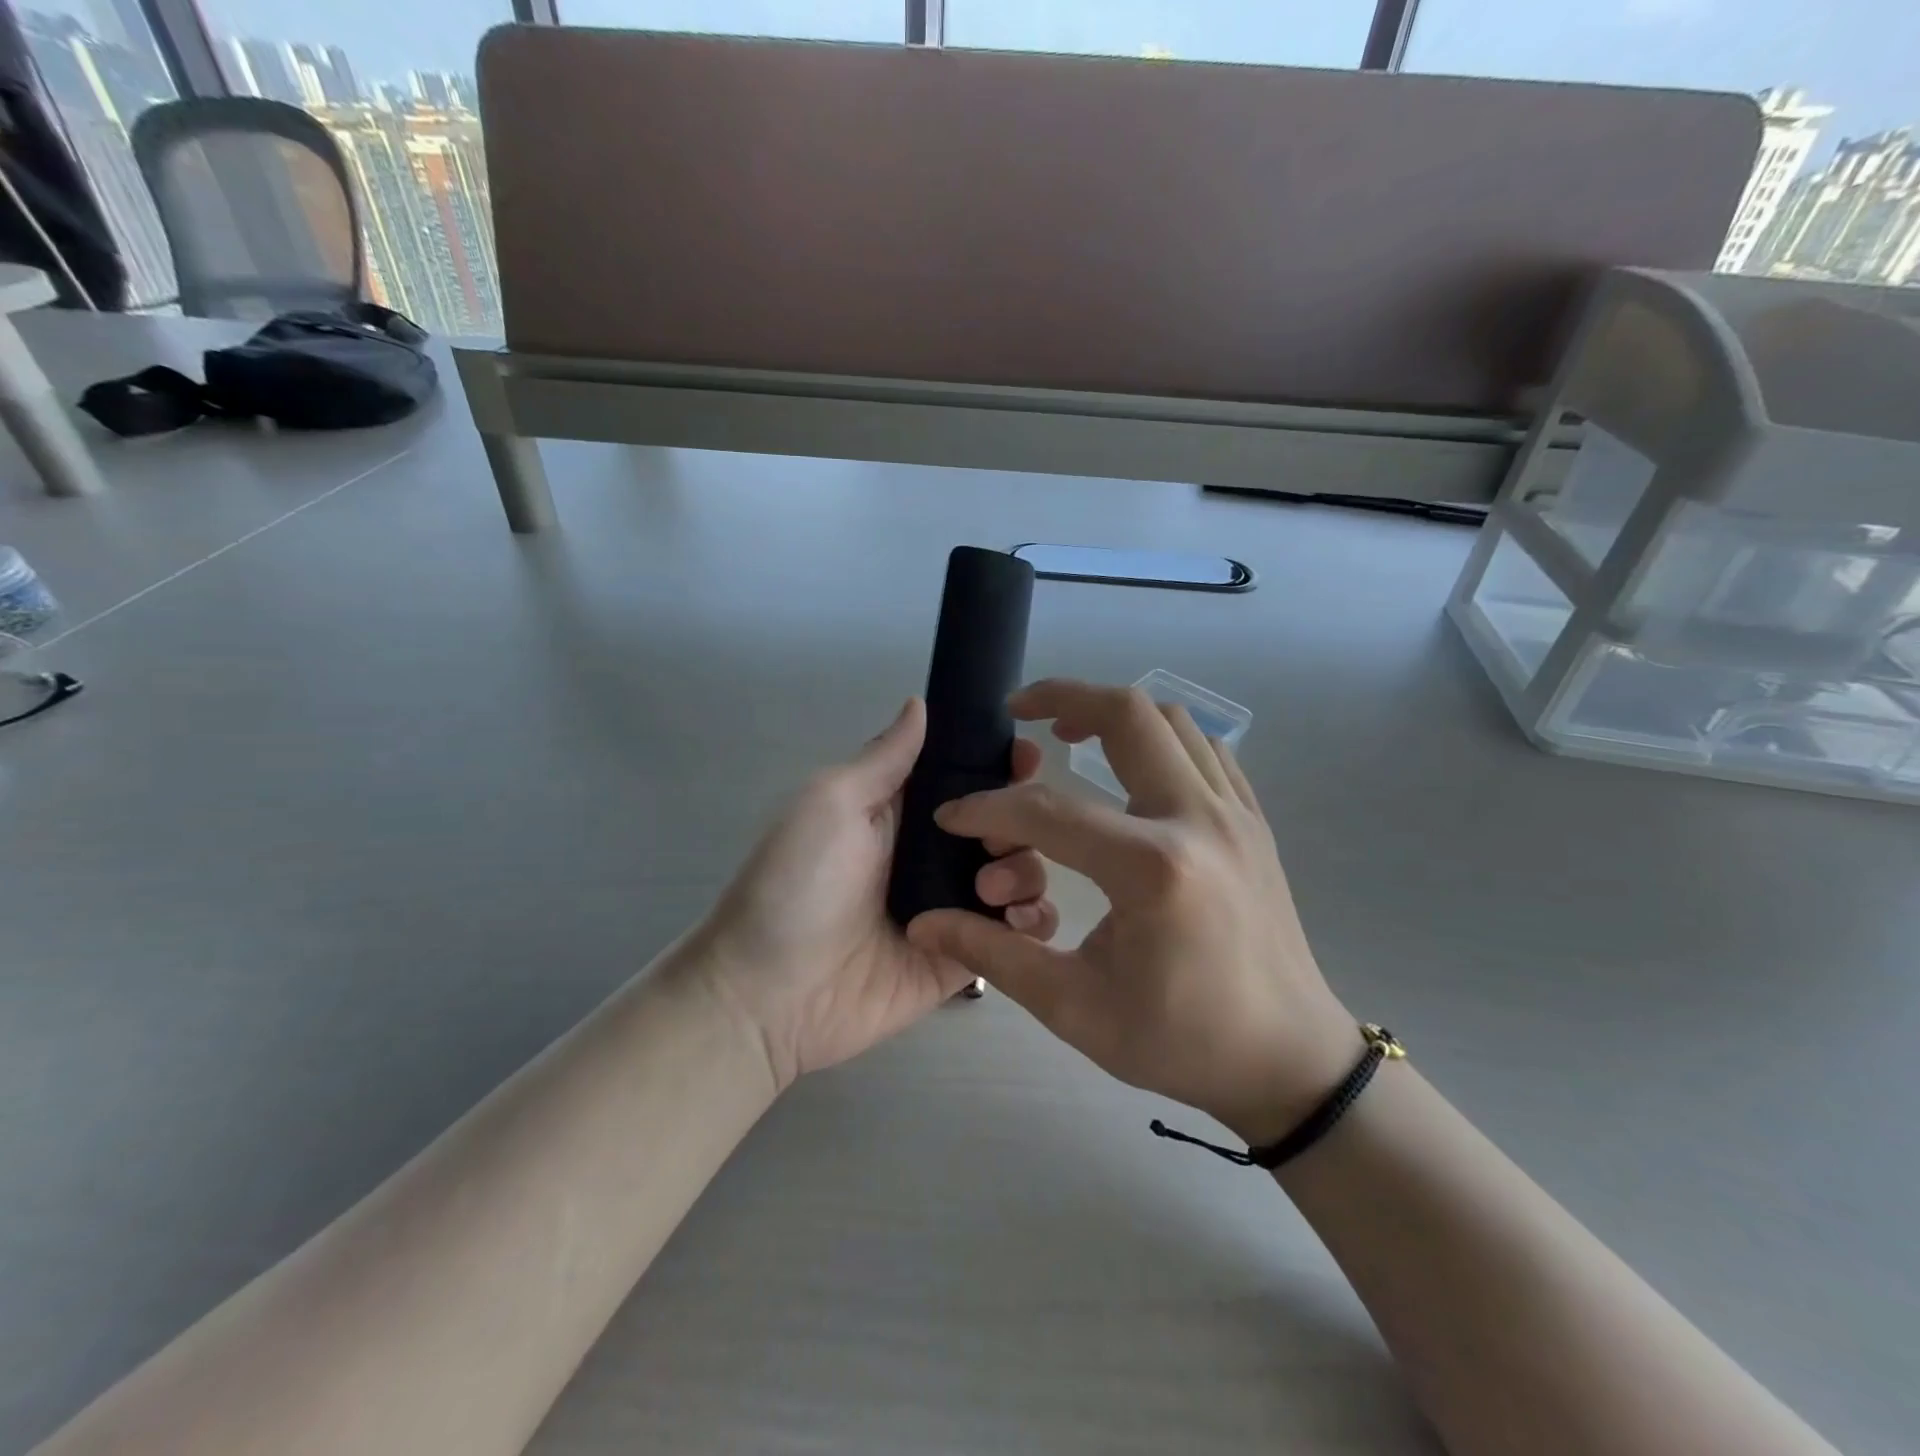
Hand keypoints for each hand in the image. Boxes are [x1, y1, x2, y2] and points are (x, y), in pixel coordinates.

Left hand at [688, 698, 1058, 1090]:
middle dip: (1024, 820)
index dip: (1002, 765)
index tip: (1027, 758)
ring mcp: (954, 909)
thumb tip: (920, 703)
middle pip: (1007, 826)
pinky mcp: (964, 959)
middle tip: (997, 837)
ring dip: (1027, 871)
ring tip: (991, 886)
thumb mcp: (832, 803)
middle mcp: (936, 856)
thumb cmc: (797, 884)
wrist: (768, 994)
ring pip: (1021, 876)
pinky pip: (1016, 938)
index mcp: (905, 814)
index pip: (970, 779)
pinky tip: (1018, 920)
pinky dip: (1032, 924)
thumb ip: (885, 757)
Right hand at [907, 679, 1356, 1145]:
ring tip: (1070, 734)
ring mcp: (1235, 814)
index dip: (988, 809)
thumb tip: (924, 922)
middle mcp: (1198, 820)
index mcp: (1152, 869)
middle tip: (1021, 712)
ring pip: (1172, 720)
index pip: (1048, 812)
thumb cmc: (1181, 1041)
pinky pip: (1204, 748)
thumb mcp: (1075, 1007)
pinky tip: (1129, 768)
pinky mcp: (1252, 821)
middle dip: (1063, 697)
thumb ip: (994, 953)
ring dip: (1114, 712)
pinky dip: (1159, 737)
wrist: (1288, 1059)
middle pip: (1128, 716)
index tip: (952, 816)